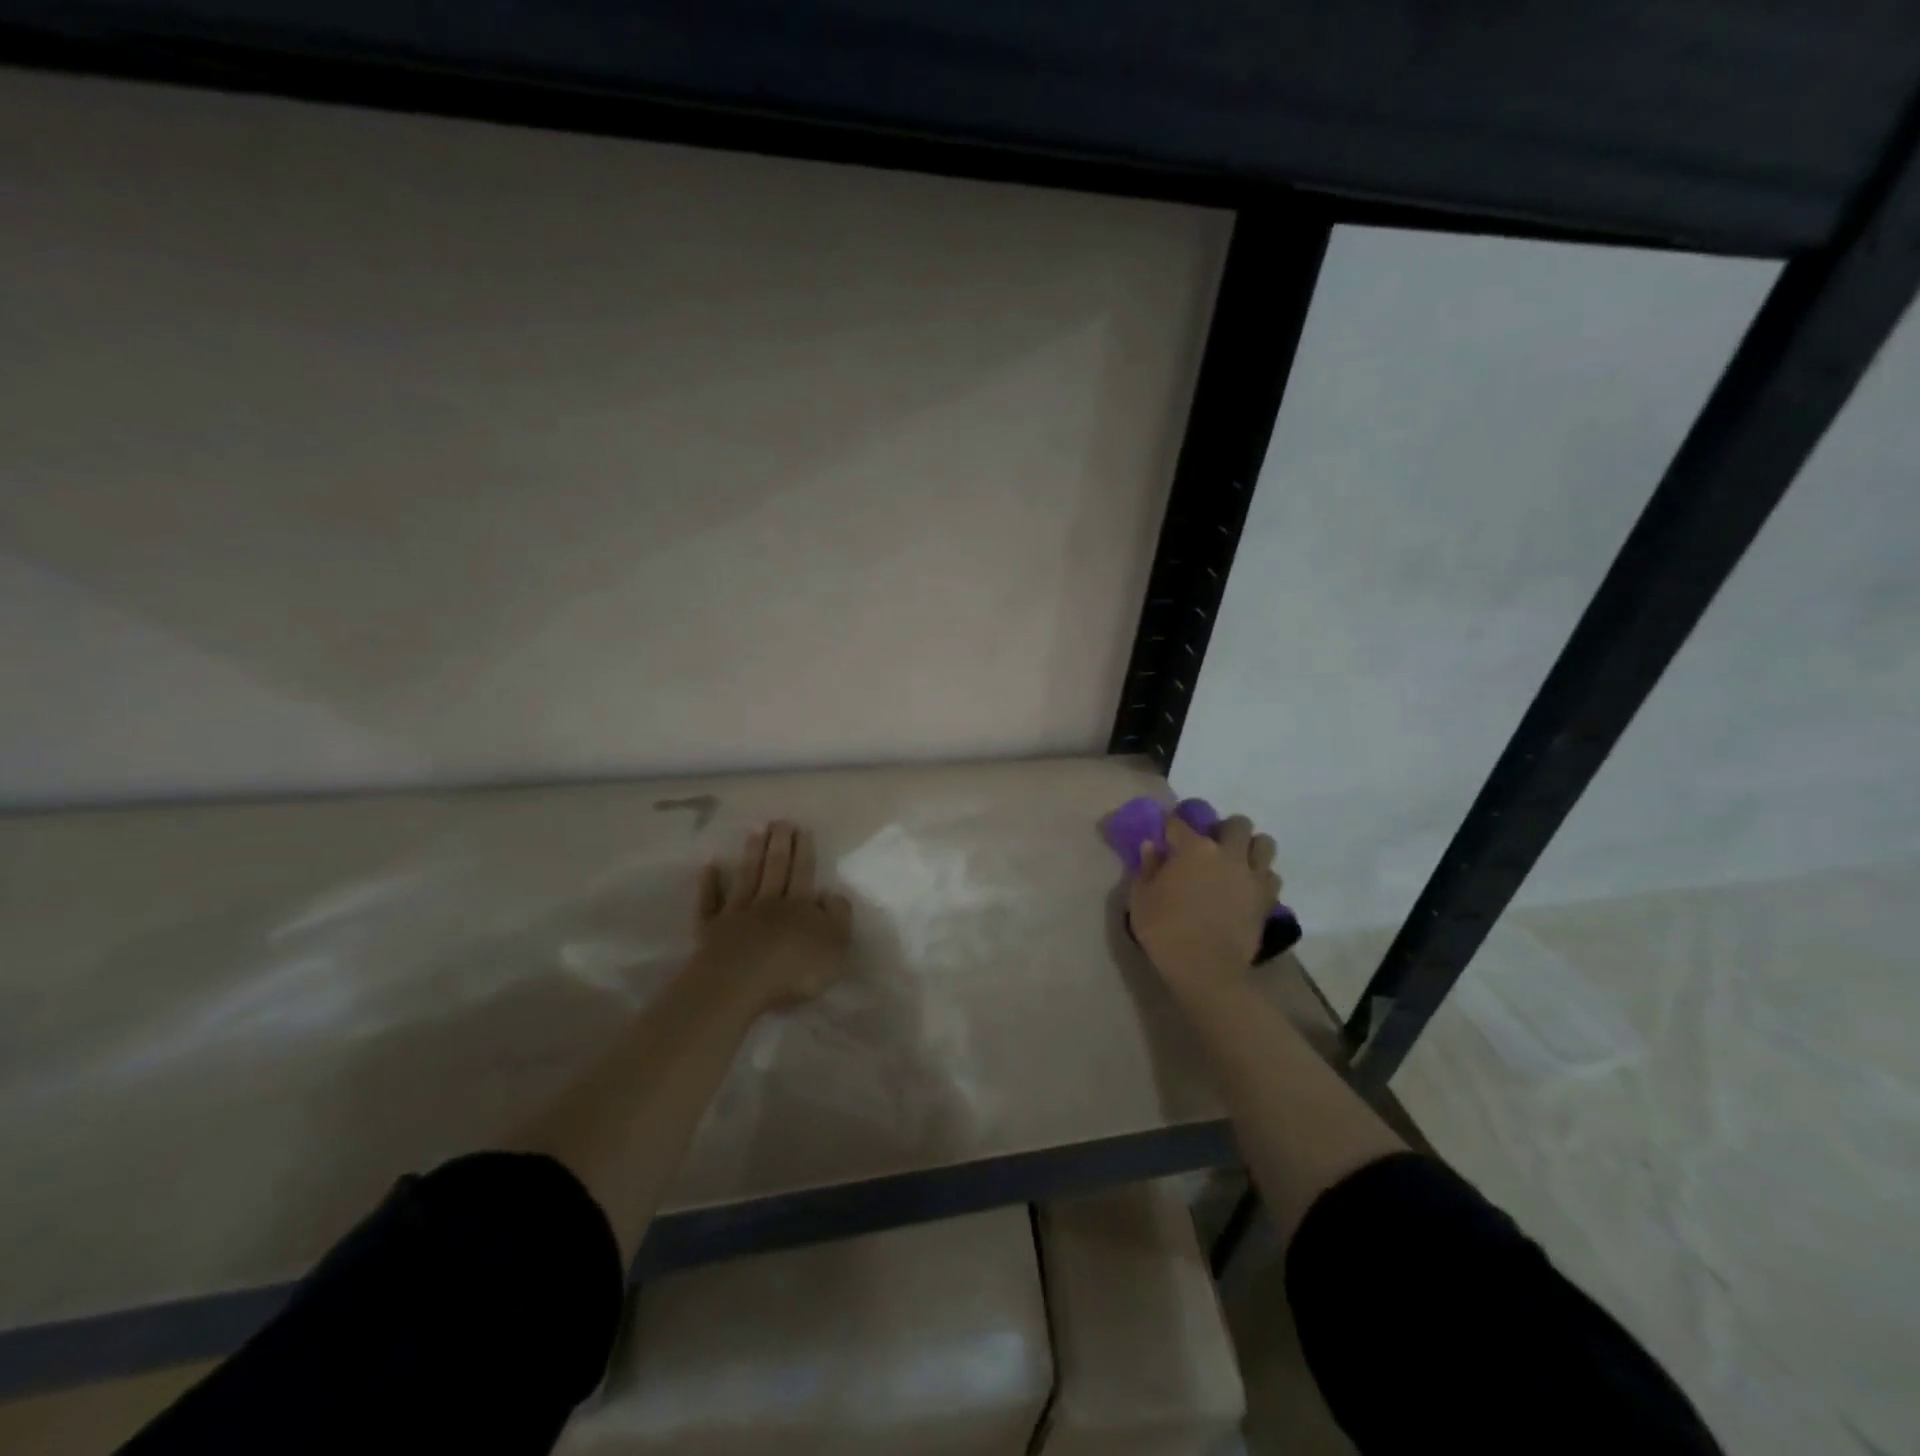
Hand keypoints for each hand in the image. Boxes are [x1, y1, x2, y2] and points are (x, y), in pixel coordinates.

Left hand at [694, 822, 853, 1011]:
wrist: (740, 985)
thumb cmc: (795, 970)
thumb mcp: (835, 946)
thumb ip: (838, 917)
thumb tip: (831, 894)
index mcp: (800, 906)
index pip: (803, 872)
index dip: (803, 850)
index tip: (800, 828)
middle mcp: (768, 903)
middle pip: (775, 868)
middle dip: (779, 844)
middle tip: (779, 821)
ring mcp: (737, 914)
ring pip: (746, 878)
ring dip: (751, 855)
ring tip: (755, 832)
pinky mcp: (710, 930)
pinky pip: (709, 902)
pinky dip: (709, 884)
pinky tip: (709, 867)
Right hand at [1128, 813, 1280, 992]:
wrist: (1206, 970)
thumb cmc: (1165, 931)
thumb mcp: (1140, 899)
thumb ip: (1147, 868)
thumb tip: (1152, 847)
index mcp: (1193, 849)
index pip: (1179, 823)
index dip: (1171, 827)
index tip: (1166, 835)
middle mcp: (1227, 854)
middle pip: (1236, 824)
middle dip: (1223, 829)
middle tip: (1211, 845)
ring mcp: (1251, 875)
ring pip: (1264, 843)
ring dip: (1250, 847)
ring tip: (1237, 861)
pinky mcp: (1267, 898)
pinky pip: (1271, 875)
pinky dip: (1261, 876)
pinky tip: (1247, 887)